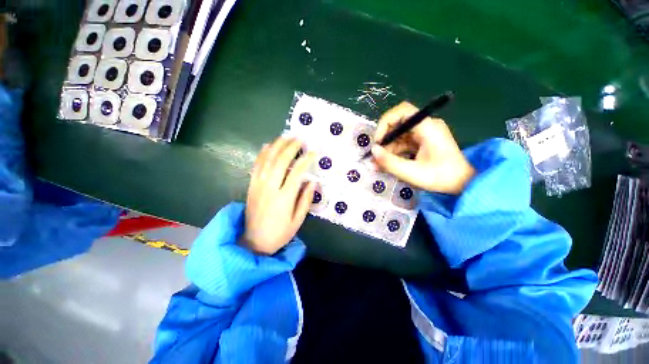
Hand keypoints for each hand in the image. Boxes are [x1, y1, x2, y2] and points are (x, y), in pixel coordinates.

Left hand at [242, 137, 316, 254]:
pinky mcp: (251, 186)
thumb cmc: (279, 233)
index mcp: (284, 198)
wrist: (254, 242)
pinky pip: (255, 166)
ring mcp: (258, 185)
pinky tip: (267, 146)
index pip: (296, 172)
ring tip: (285, 137)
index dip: (306, 160)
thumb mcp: (297, 220)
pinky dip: (261, 154)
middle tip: (299, 139)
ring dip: (276, 146)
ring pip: (266, 160)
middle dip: (290, 147)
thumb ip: (305, 200)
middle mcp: (270, 188)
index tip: (313, 152)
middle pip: (280, 161)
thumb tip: (313, 181)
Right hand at [371, 101, 474, 194]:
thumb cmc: (441, 177)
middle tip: (376, 156)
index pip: (403, 111)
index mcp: (428, 127)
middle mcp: (426, 126)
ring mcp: (424, 134)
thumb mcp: (412, 172)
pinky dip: (394, 152)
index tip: (378, 140)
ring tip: (379, 164)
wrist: (463, 184)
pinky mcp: (422, 142)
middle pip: (398, 123)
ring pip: (398, 135)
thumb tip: (373, 151)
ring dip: (387, 148)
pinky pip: (403, 143)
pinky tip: (388, 163)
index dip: (386, 122)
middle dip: (384, 139)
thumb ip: (390, 162)